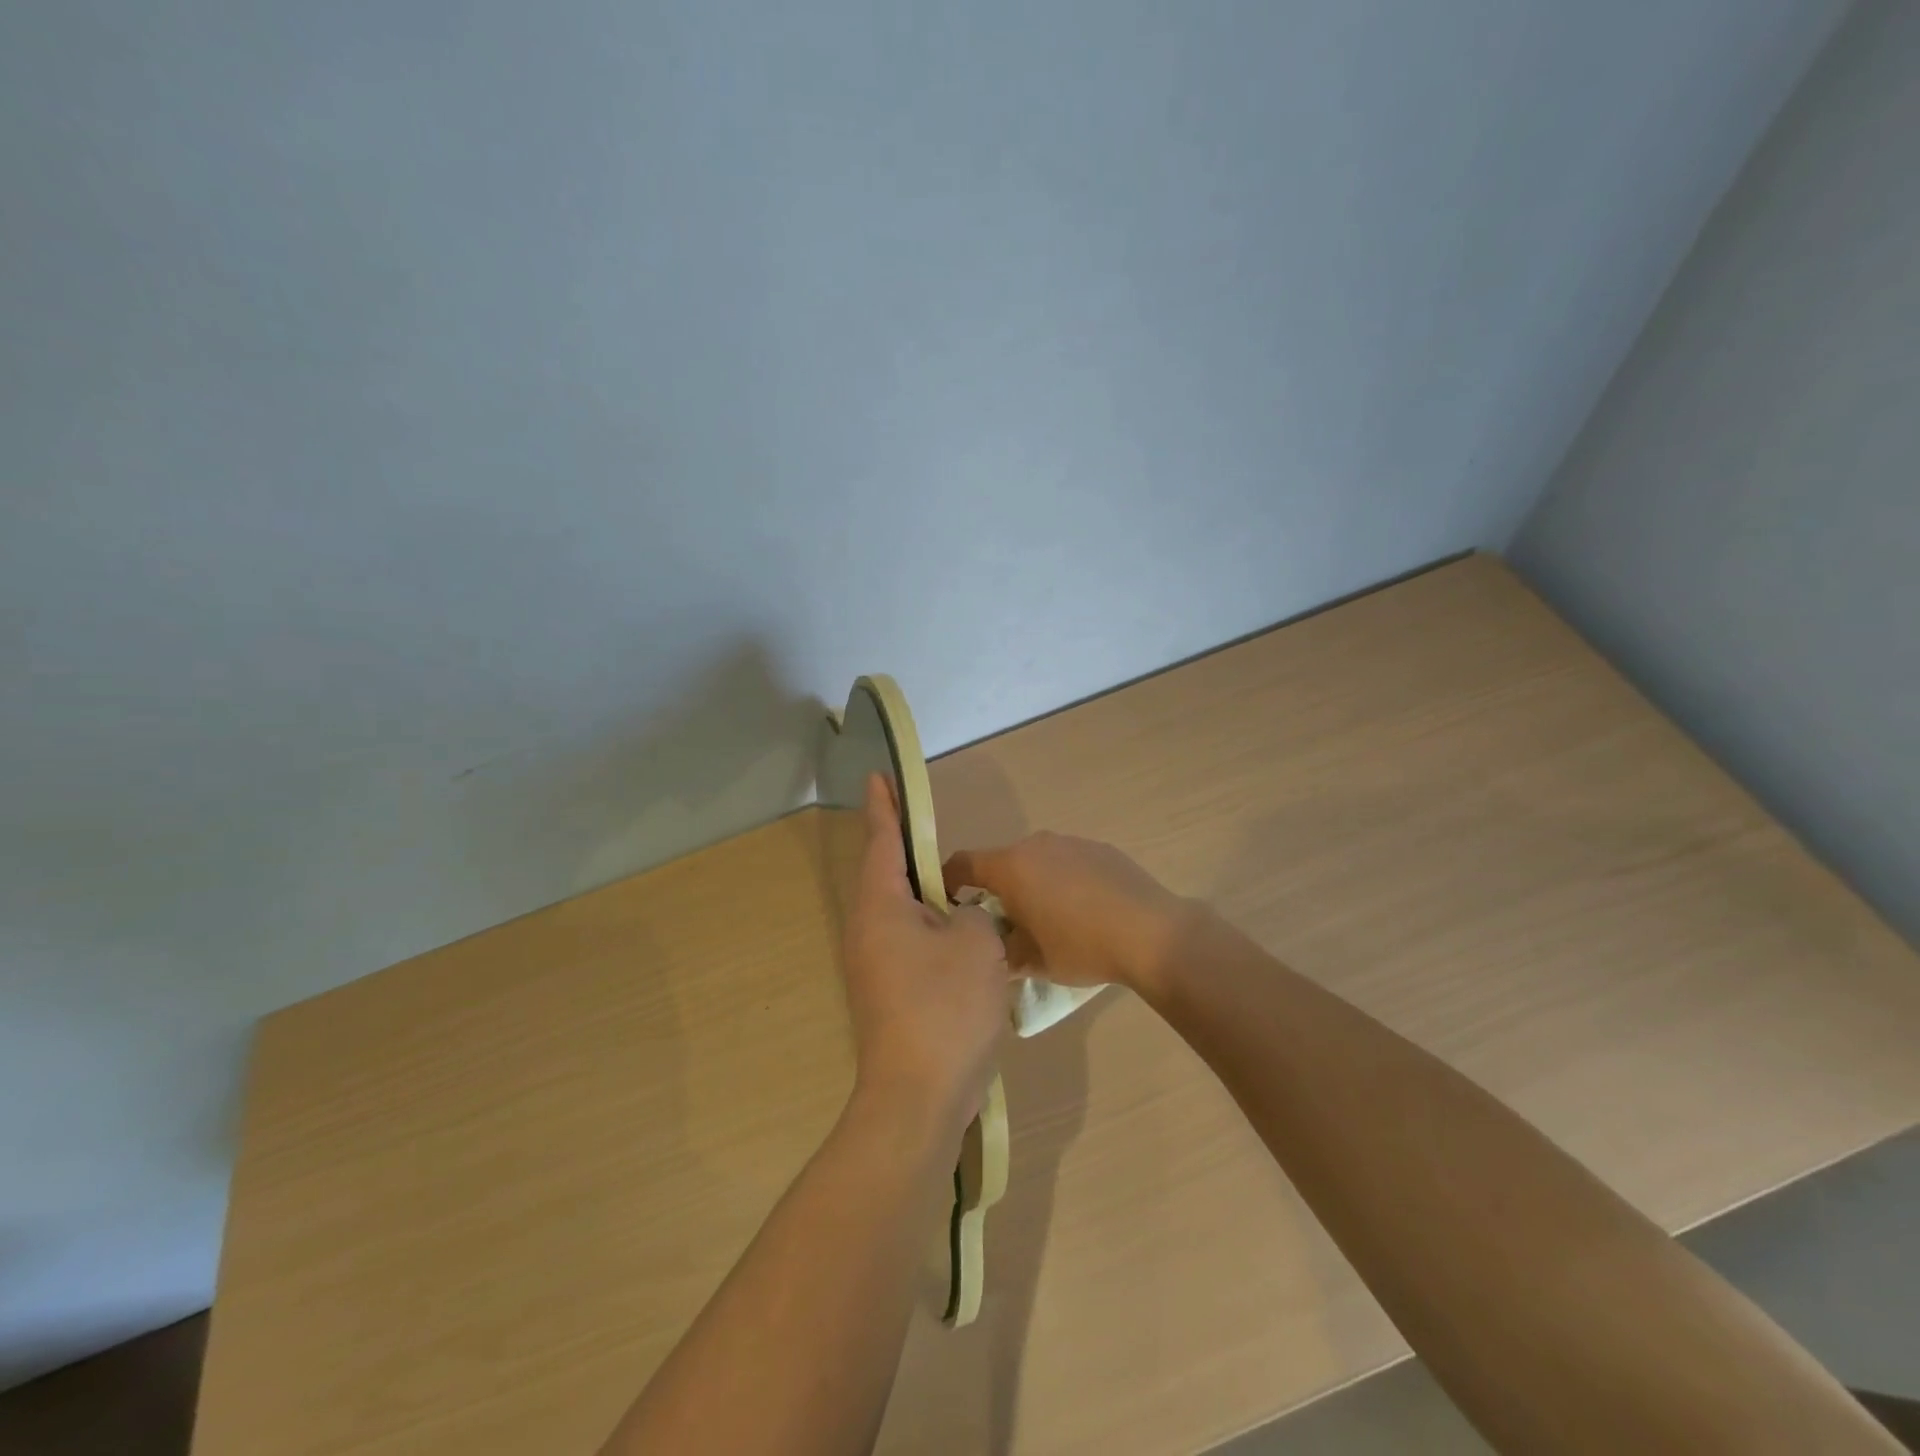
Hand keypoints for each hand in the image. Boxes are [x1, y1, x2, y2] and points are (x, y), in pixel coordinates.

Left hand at [841, 775, 1009, 1134]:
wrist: (920, 1095)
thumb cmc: (945, 1006)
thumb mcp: (977, 942)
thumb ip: (973, 912)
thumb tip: (961, 919)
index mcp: (881, 907)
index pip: (882, 841)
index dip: (884, 805)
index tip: (878, 776)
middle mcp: (869, 930)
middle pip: (889, 874)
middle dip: (906, 845)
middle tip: (926, 819)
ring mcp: (876, 965)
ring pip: (902, 910)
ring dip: (925, 890)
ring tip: (953, 873)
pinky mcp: (891, 992)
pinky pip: (912, 941)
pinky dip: (933, 925)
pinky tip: (961, 929)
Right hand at [942, 831, 1192, 996]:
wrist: (1152, 932)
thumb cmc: (1081, 946)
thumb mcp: (1032, 961)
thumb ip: (1001, 951)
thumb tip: (992, 947)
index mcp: (1011, 866)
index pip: (962, 863)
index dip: (948, 881)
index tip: (948, 904)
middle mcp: (1035, 844)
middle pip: (1002, 862)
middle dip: (997, 890)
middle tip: (1004, 924)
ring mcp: (1070, 842)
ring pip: (1036, 861)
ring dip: (1032, 884)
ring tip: (1049, 920)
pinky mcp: (1100, 848)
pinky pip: (1067, 862)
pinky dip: (1063, 881)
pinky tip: (1084, 911)